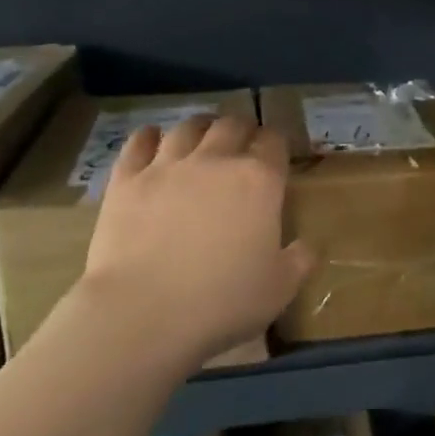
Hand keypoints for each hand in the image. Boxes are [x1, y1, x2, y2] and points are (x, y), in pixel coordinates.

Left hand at [80, 114, 312, 366]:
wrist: (144, 310)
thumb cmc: (223, 300)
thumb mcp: (280, 288)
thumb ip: (300, 260)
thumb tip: (308, 246)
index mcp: (259, 181)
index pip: (274, 142)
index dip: (276, 143)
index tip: (277, 154)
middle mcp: (215, 160)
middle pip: (232, 125)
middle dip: (241, 129)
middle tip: (242, 143)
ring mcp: (167, 166)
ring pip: (187, 127)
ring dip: (200, 127)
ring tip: (202, 136)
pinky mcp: (126, 179)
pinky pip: (138, 142)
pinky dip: (149, 136)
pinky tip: (153, 140)